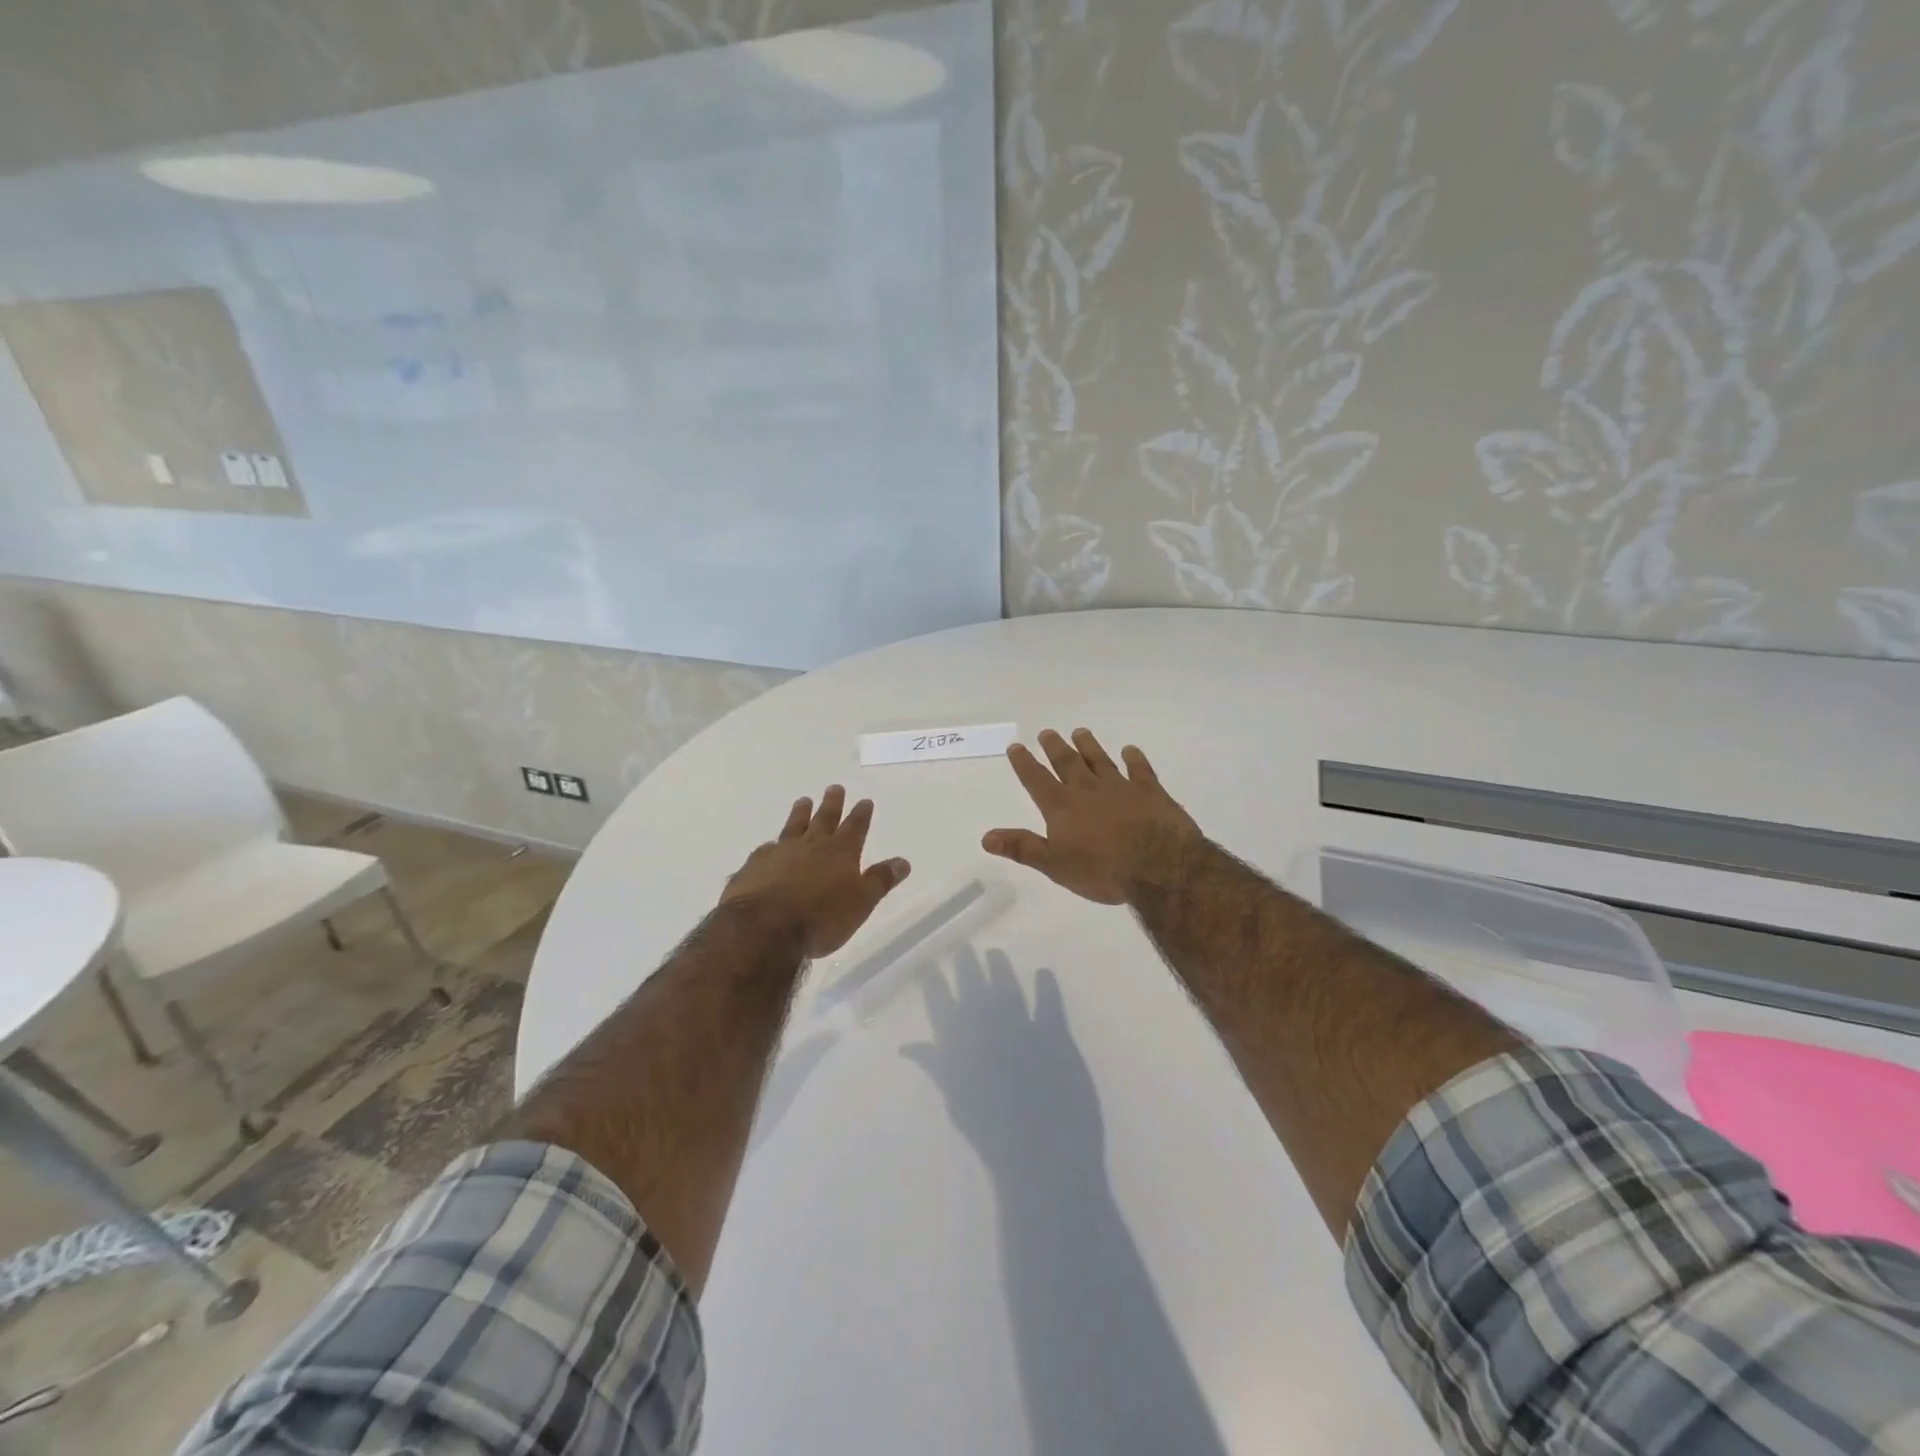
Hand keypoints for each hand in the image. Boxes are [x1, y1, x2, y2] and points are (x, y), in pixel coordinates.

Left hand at [721, 785, 910, 957]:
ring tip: (803, 801)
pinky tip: (769, 845)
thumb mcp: (861, 903)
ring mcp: (780, 853)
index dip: (861, 814)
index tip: (865, 800)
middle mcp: (811, 846)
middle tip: (834, 787)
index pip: (855, 827)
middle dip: (832, 804)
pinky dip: (771, 846)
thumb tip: (903, 861)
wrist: (764, 928)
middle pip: (824, 819)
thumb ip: (880, 881)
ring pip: (793, 827)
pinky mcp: (754, 866)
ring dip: (800, 814)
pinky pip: (766, 850)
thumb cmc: (821, 918)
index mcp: (840, 853)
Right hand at [901, 949, 1102, 1177]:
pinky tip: (1043, 974)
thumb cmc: (990, 1133)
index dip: (934, 981)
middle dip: (966, 963)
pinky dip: (1045, 984)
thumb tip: (907, 1046)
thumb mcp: (955, 1099)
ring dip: (1000, 966)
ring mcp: (1021, 1023)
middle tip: (964, 948)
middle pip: (972, 982)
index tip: (930, 965)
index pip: (939, 1001)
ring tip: (995, 953)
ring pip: (1006, 983)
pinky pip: (1049, 998)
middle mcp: (986, 1024)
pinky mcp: (1055, 1030)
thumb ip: (935, 1066)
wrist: (1040, 1152)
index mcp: (958, 1043)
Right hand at [982, 729, 1201, 904]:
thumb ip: (1023, 848)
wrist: (1160, 866)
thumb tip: (986, 837)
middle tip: (1047, 732)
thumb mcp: (1055, 865)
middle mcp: (1088, 789)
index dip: (1025, 763)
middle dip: (1055, 747)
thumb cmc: (1103, 871)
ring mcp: (1121, 787)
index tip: (1016, 746)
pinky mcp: (1150, 791)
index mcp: (1063, 807)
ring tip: (1080, 732)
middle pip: (1067, 763)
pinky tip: (1130, 750)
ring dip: (1088, 746)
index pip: (1037, 780)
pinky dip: (1134, 758)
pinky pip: (1140, 769)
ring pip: (1100, 760)